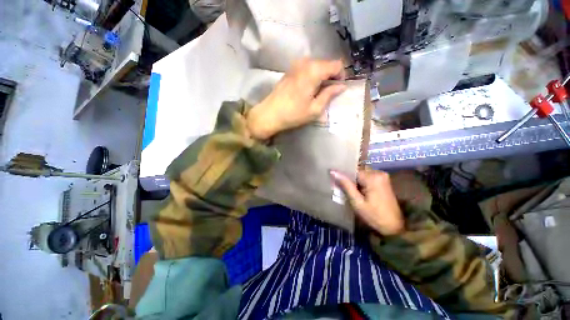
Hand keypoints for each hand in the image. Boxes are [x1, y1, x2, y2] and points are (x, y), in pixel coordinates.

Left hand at [247, 58, 345, 139]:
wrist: (270, 114)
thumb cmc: (293, 114)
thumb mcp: (315, 108)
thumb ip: (329, 95)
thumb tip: (341, 86)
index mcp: (314, 70)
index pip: (336, 65)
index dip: (341, 76)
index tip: (338, 89)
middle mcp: (305, 62)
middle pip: (326, 63)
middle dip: (331, 76)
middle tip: (328, 93)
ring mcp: (296, 64)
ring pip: (317, 65)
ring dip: (321, 76)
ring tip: (317, 92)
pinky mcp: (290, 69)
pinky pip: (307, 68)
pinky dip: (312, 76)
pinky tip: (307, 89)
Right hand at [331, 169, 404, 235]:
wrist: (394, 227)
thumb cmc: (374, 216)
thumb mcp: (357, 202)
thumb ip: (346, 185)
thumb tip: (333, 171)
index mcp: (373, 177)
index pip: (352, 171)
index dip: (343, 177)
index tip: (337, 184)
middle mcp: (379, 173)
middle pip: (357, 172)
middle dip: (349, 179)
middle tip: (343, 189)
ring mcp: (383, 176)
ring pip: (362, 174)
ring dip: (355, 182)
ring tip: (351, 192)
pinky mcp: (384, 181)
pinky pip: (367, 177)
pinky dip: (361, 183)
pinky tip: (358, 192)